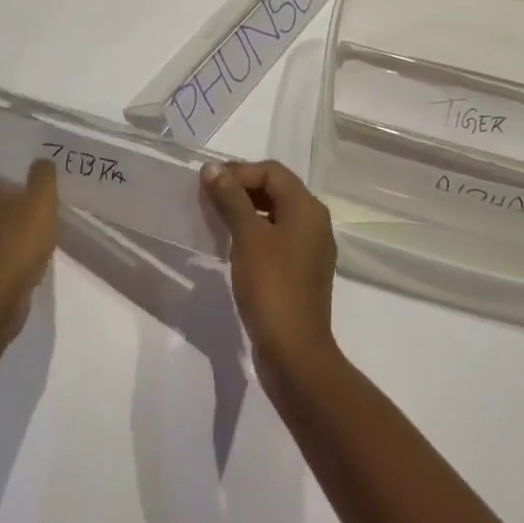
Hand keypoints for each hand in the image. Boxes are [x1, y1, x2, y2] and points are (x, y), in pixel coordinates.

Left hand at [0, 161, 57, 339]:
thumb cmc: (20, 240)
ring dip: (14, 227)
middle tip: (38, 198)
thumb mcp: (41, 199)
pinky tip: (33, 254)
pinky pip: (2, 253)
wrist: (0, 296)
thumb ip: (43, 175)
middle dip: (13, 200)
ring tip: (40, 227)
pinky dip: (14, 251)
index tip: (25, 173)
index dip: (5, 173)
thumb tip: (41, 161)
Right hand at [200, 161, 338, 392]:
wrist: (295, 354)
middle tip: (209, 198)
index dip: (239, 171)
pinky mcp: (302, 272)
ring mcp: (311, 249)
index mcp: (307, 207)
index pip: (272, 171)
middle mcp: (314, 222)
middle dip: (242, 188)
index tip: (209, 183)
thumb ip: (231, 198)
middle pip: (276, 189)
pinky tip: (234, 246)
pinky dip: (255, 233)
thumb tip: (213, 168)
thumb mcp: (248, 237)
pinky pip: (277, 237)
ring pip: (276, 214)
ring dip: (246, 211)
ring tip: (217, 219)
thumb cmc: (272, 286)